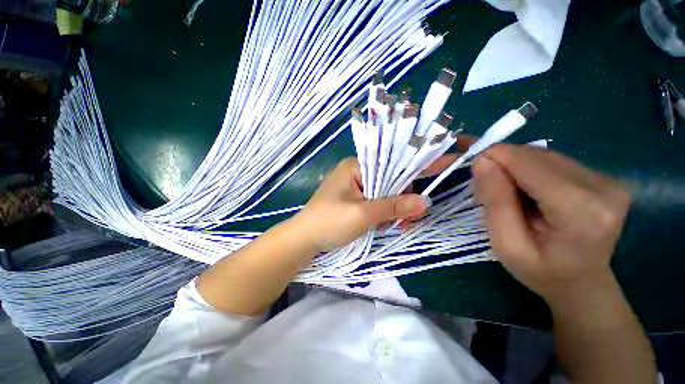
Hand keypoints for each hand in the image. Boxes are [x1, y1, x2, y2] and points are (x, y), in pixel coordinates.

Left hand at [292, 158, 427, 250]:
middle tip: (413, 218)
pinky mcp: (355, 200)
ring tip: (398, 226)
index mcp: (356, 166)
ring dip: (395, 209)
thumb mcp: (362, 214)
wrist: (304, 240)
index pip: (392, 161)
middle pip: (391, 180)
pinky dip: (385, 213)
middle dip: (404, 198)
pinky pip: (377, 202)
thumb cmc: (329, 222)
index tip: (446, 162)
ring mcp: (356, 187)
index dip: (418, 163)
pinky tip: (386, 225)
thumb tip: (424, 202)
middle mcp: (357, 172)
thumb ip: (392, 206)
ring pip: (386, 193)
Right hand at [471, 144, 631, 302]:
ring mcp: (607, 179)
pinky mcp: (604, 177)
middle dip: (503, 164)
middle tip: (487, 189)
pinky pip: (553, 161)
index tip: (473, 172)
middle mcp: (602, 186)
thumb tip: (481, 161)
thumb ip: (495, 201)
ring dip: (515, 167)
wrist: (583, 284)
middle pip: (535, 155)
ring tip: (506, 193)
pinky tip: (526, 191)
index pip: (527, 163)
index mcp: (580, 210)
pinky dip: (530, 170)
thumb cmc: (541, 271)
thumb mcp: (506, 244)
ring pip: (543, 154)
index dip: (494, 158)